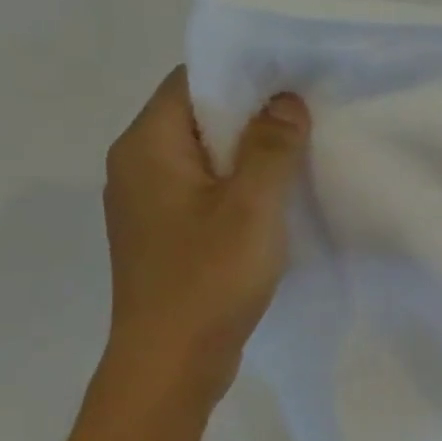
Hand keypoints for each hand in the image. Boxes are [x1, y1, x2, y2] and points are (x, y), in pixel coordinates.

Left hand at [101, 67, 310, 410]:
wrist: (170, 363)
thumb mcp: (252, 208)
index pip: (190, 82)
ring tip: (296, 164)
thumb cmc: (208, 279)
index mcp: (147, 146)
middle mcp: (135, 166)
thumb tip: (286, 101)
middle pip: (196, 119)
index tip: (292, 85)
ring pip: (202, 160)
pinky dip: (235, 191)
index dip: (242, 77)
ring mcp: (145, 205)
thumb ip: (272, 148)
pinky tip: (271, 210)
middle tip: (305, 125)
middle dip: (251, 118)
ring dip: (246, 159)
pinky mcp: (162, 237)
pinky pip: (201, 194)